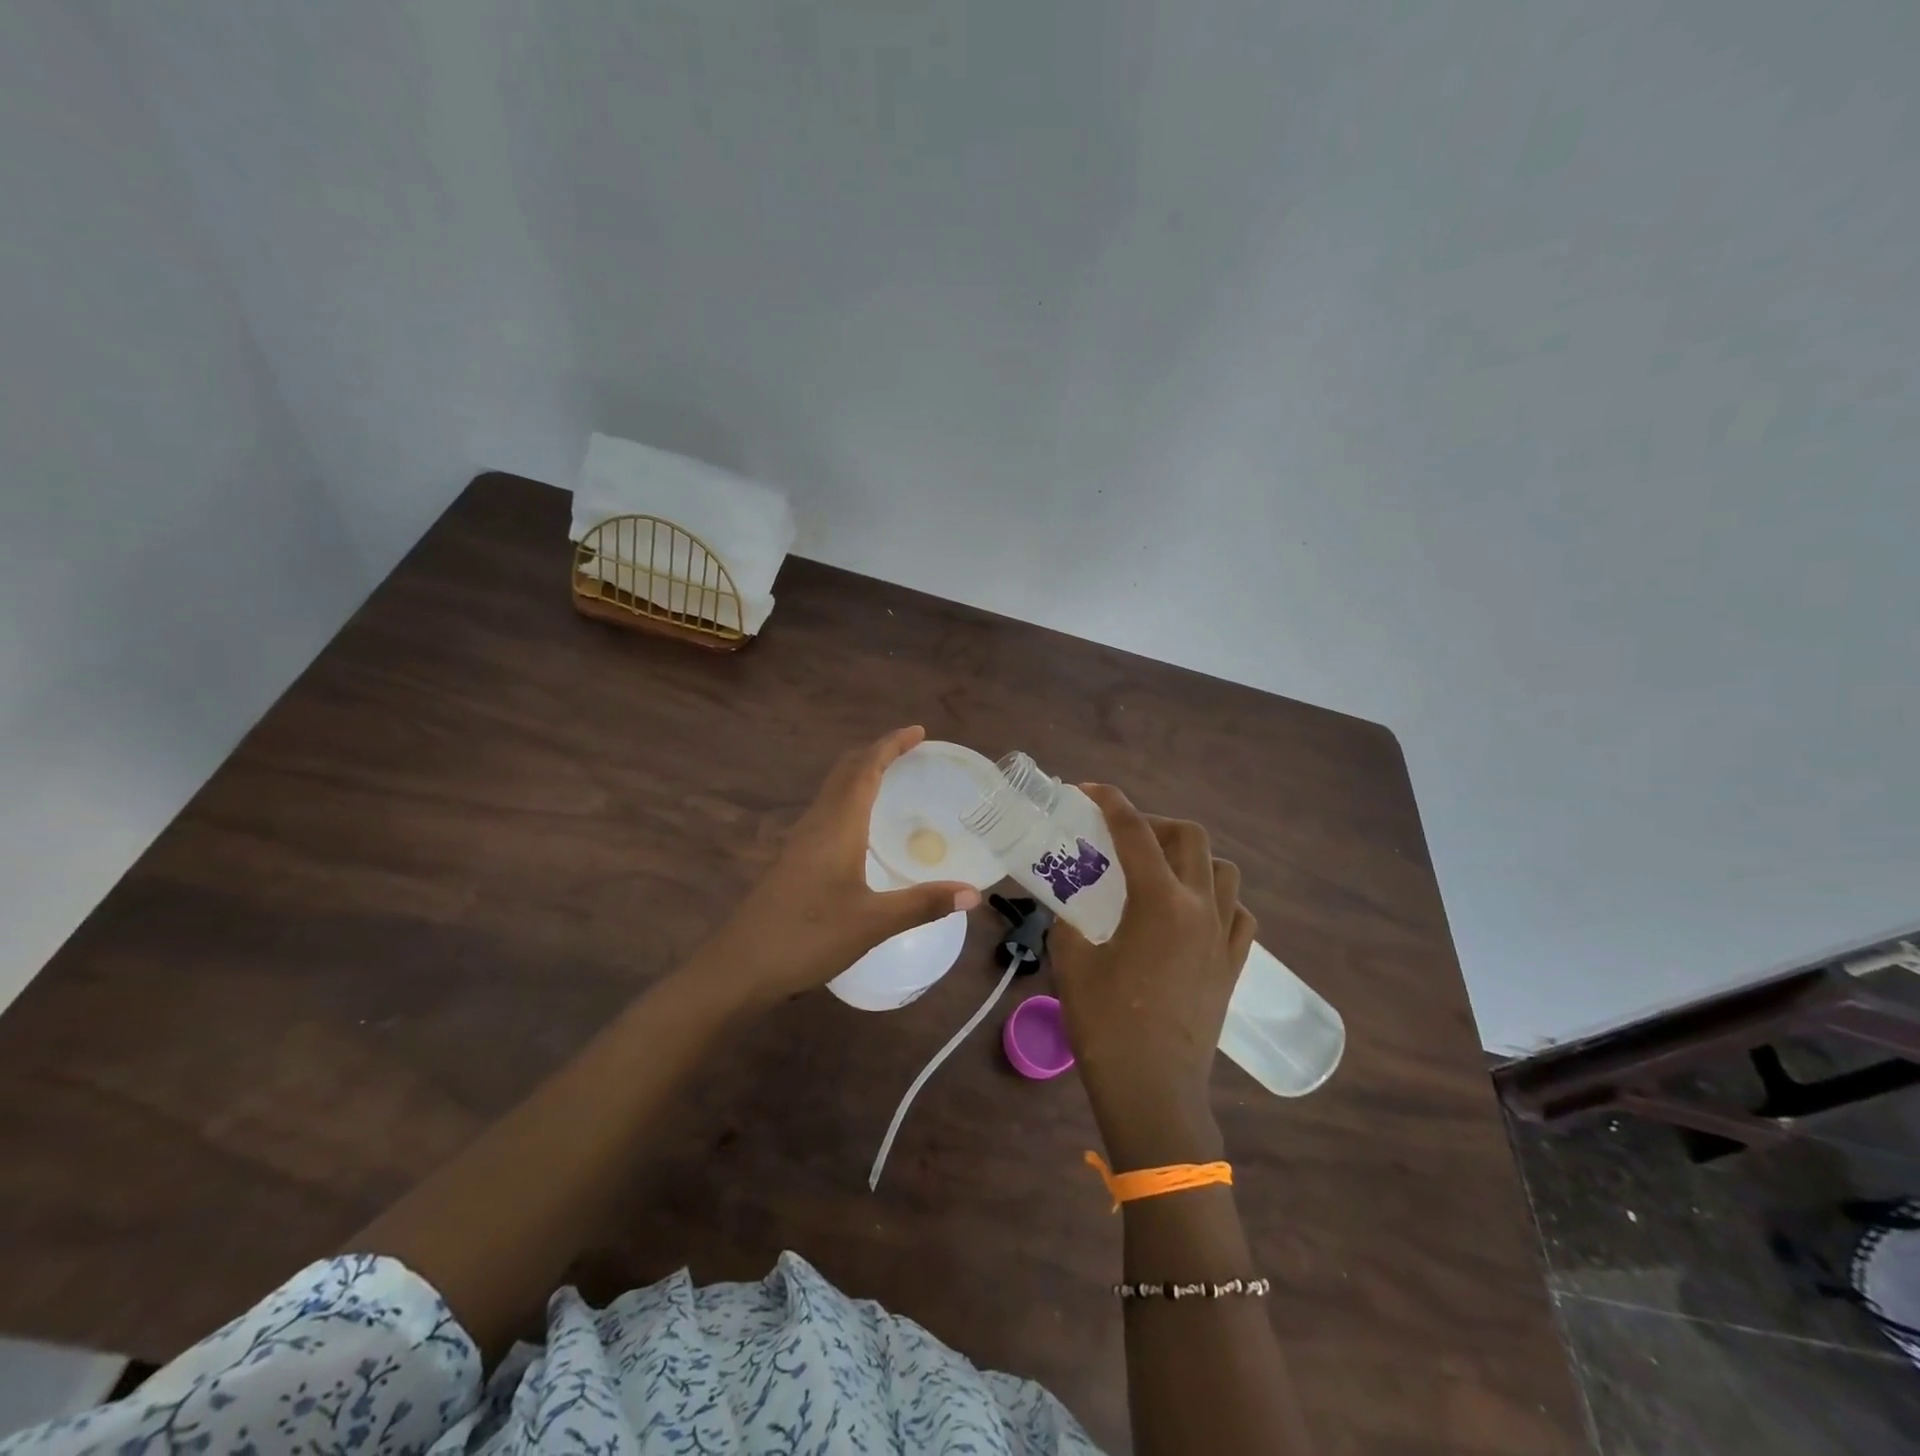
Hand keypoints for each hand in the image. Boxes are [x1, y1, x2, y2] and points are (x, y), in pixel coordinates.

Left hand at [694, 726, 982, 1012]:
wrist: (740, 966)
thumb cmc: (808, 937)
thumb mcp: (873, 923)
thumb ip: (923, 904)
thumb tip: (973, 893)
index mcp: (837, 825)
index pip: (865, 769)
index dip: (890, 745)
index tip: (918, 732)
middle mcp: (817, 823)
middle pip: (845, 771)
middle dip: (876, 753)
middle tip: (910, 750)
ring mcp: (800, 841)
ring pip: (833, 791)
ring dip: (861, 774)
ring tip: (892, 779)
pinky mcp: (793, 860)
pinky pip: (827, 812)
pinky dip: (850, 800)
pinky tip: (862, 828)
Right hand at [1051, 785, 1255, 1169]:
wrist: (1154, 1093)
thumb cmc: (1106, 1026)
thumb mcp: (1071, 963)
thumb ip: (1067, 920)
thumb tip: (1066, 903)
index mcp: (1159, 902)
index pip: (1135, 832)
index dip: (1110, 802)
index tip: (1088, 791)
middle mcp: (1200, 908)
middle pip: (1191, 837)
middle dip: (1154, 824)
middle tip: (1122, 839)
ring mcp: (1223, 937)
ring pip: (1223, 870)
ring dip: (1191, 858)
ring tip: (1158, 874)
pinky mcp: (1233, 966)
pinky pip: (1238, 913)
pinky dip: (1217, 899)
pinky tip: (1191, 914)